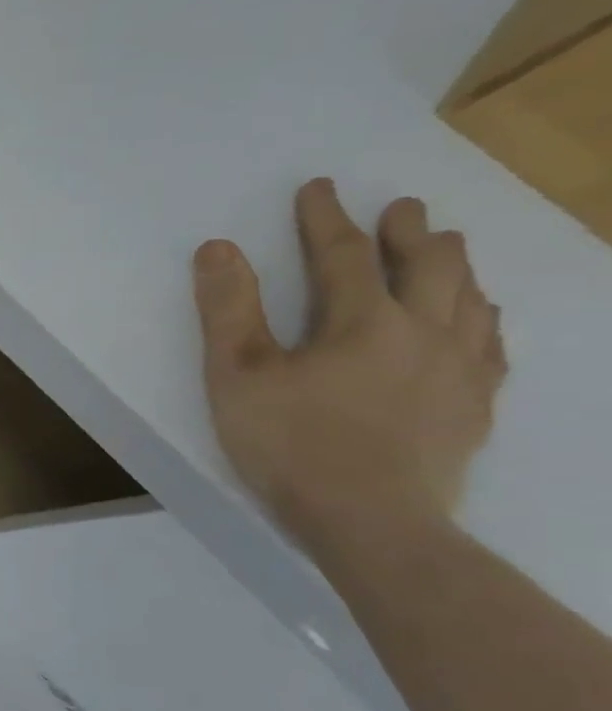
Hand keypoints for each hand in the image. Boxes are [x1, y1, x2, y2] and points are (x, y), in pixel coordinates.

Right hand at [192, 179, 507, 552]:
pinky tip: (480, 317)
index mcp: (363, 322)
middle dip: (409, 233)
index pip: (343, 255)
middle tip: (403, 208)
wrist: (372, 522)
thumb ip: (228, 309)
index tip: (318, 188)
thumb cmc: (291, 443)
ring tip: (447, 246)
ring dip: (455, 266)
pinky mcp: (474, 407)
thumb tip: (218, 247)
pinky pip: (490, 344)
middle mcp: (424, 333)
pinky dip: (483, 317)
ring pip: (469, 300)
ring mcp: (459, 371)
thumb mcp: (237, 374)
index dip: (326, 218)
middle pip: (428, 267)